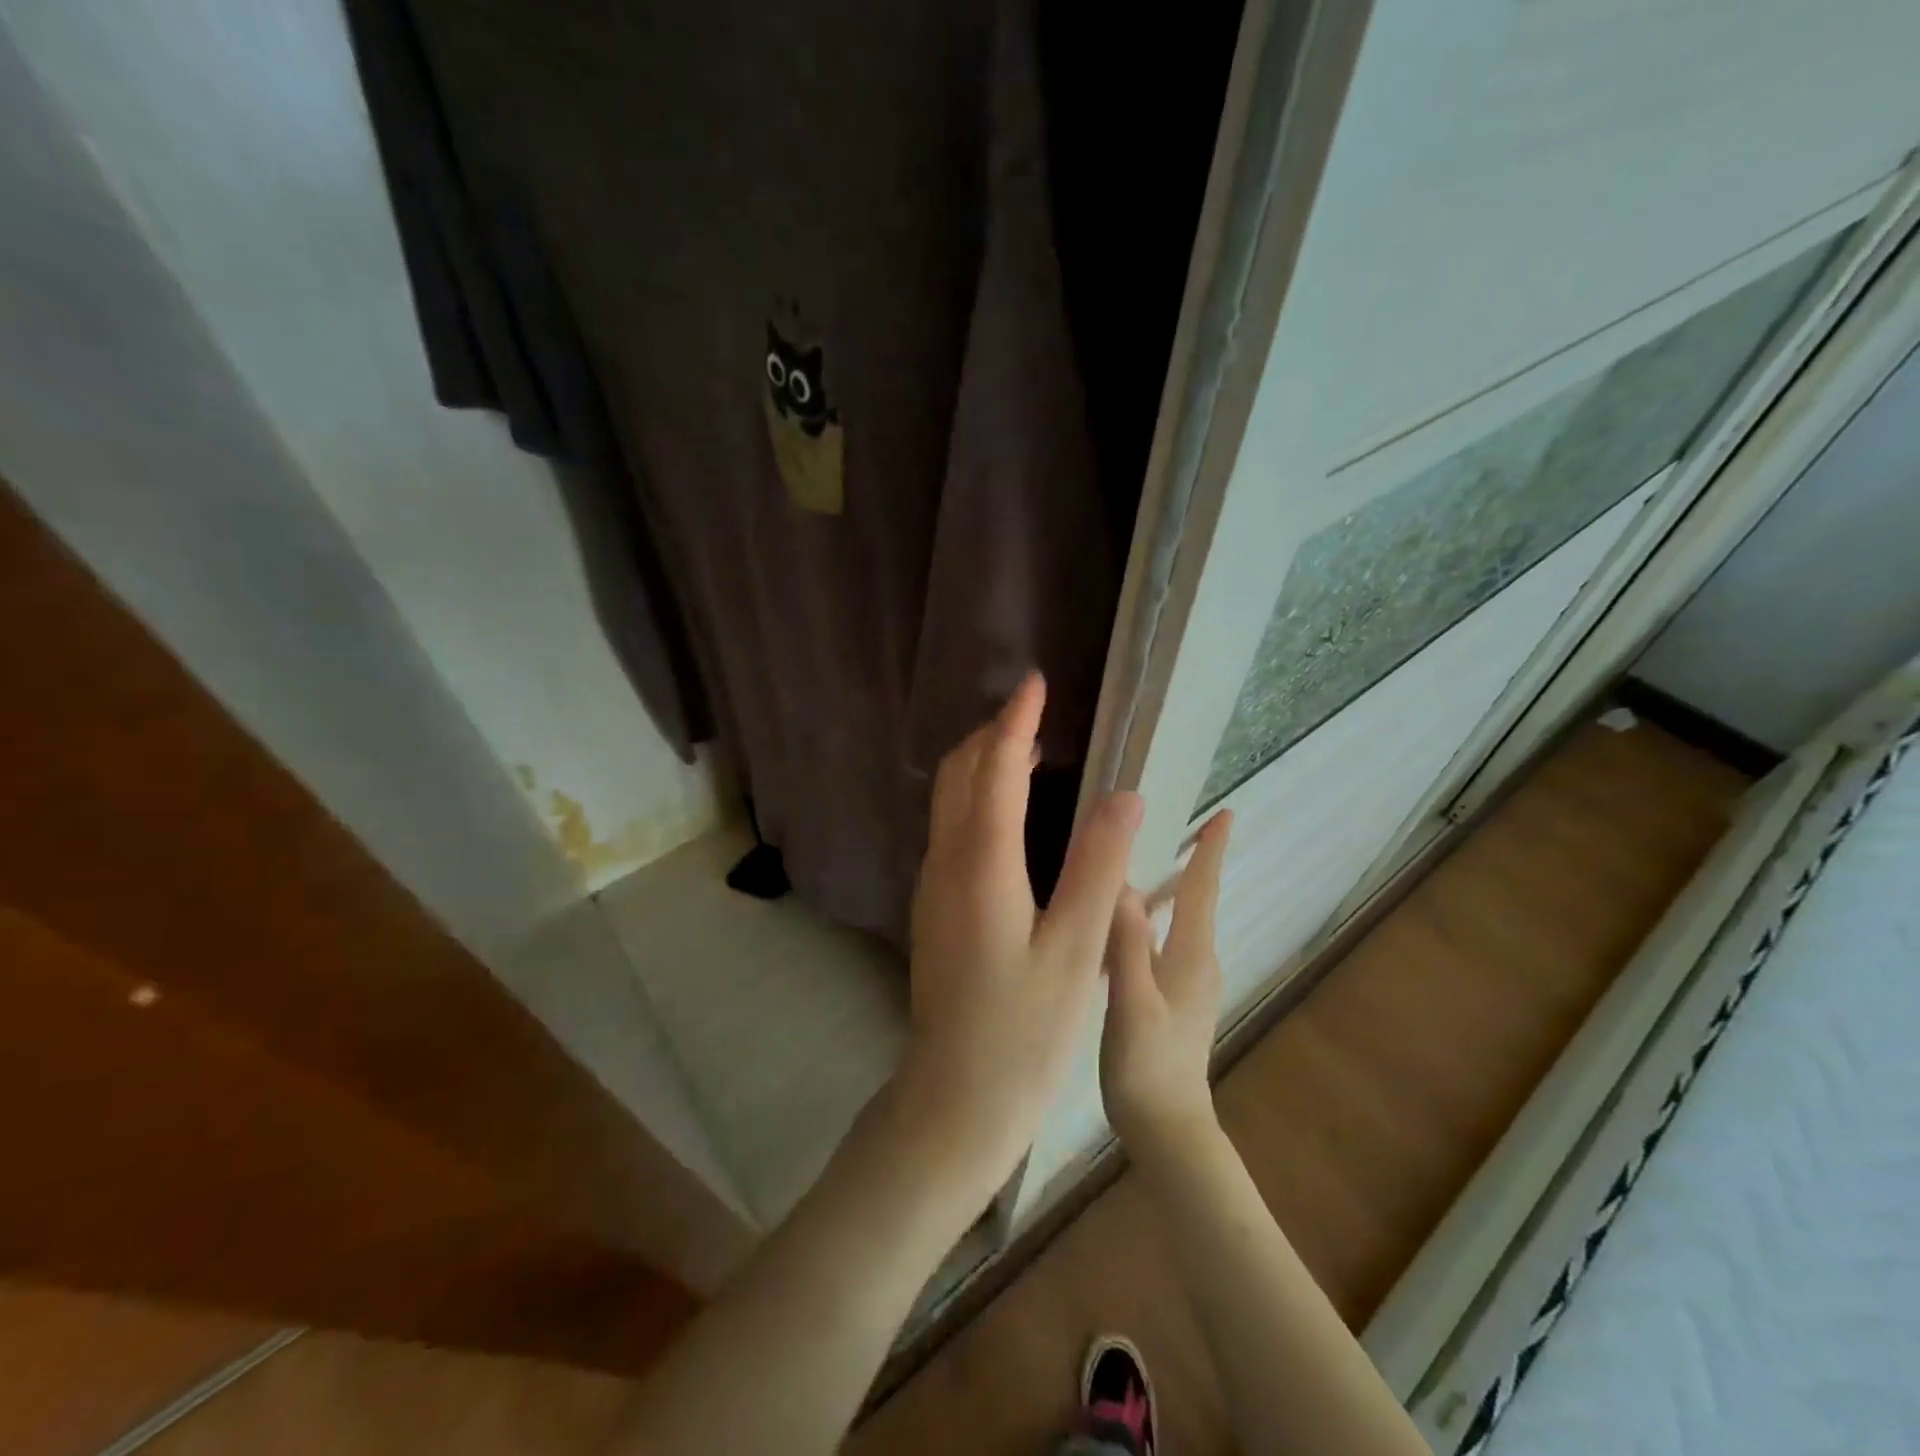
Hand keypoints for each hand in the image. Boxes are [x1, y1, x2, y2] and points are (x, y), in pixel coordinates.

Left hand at [893, 672, 1143, 1209]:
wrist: (955, 1096)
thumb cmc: (1024, 1030)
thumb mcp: (1076, 950)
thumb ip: (1097, 867)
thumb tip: (1122, 795)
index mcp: (982, 866)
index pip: (997, 771)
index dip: (1016, 722)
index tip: (1035, 683)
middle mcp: (946, 864)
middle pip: (959, 775)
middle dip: (992, 734)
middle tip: (1034, 712)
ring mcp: (933, 886)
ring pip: (948, 801)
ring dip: (981, 764)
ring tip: (1025, 747)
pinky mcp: (934, 907)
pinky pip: (950, 828)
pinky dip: (975, 797)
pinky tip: (1007, 813)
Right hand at [1100, 809, 1232, 1161]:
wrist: (1167, 1129)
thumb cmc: (1147, 1067)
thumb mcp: (1131, 1003)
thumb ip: (1127, 945)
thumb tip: (1123, 883)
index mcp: (1191, 956)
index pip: (1202, 890)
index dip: (1210, 850)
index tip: (1225, 814)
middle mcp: (1197, 962)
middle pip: (1196, 899)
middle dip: (1193, 860)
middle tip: (1174, 822)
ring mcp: (1188, 982)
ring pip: (1181, 920)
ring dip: (1173, 886)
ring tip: (1148, 858)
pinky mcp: (1174, 998)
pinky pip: (1166, 940)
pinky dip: (1155, 916)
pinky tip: (1128, 918)